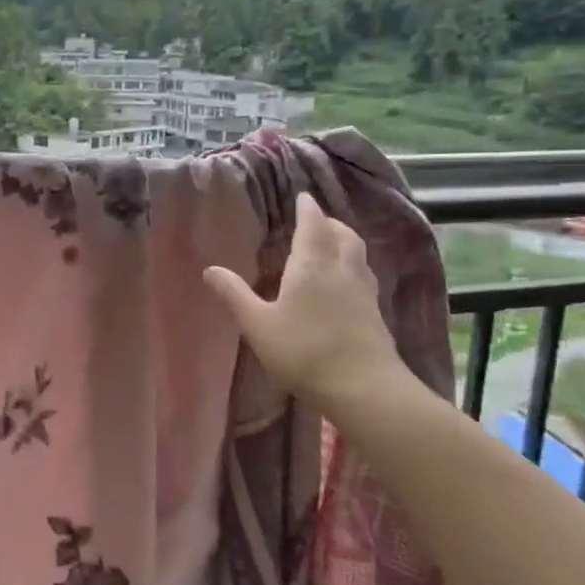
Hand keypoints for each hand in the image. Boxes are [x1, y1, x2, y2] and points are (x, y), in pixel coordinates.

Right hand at [203, 194, 412, 412]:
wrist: (363, 387)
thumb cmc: (303, 351)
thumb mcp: (257, 324)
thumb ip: (234, 295)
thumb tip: (210, 269)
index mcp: (312, 264)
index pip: (312, 224)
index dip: (307, 208)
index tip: (302, 196)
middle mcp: (342, 268)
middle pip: (341, 233)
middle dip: (328, 222)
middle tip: (314, 221)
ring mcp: (364, 290)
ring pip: (357, 253)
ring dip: (344, 241)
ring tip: (330, 245)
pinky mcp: (375, 312)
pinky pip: (364, 274)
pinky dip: (352, 264)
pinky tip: (344, 282)